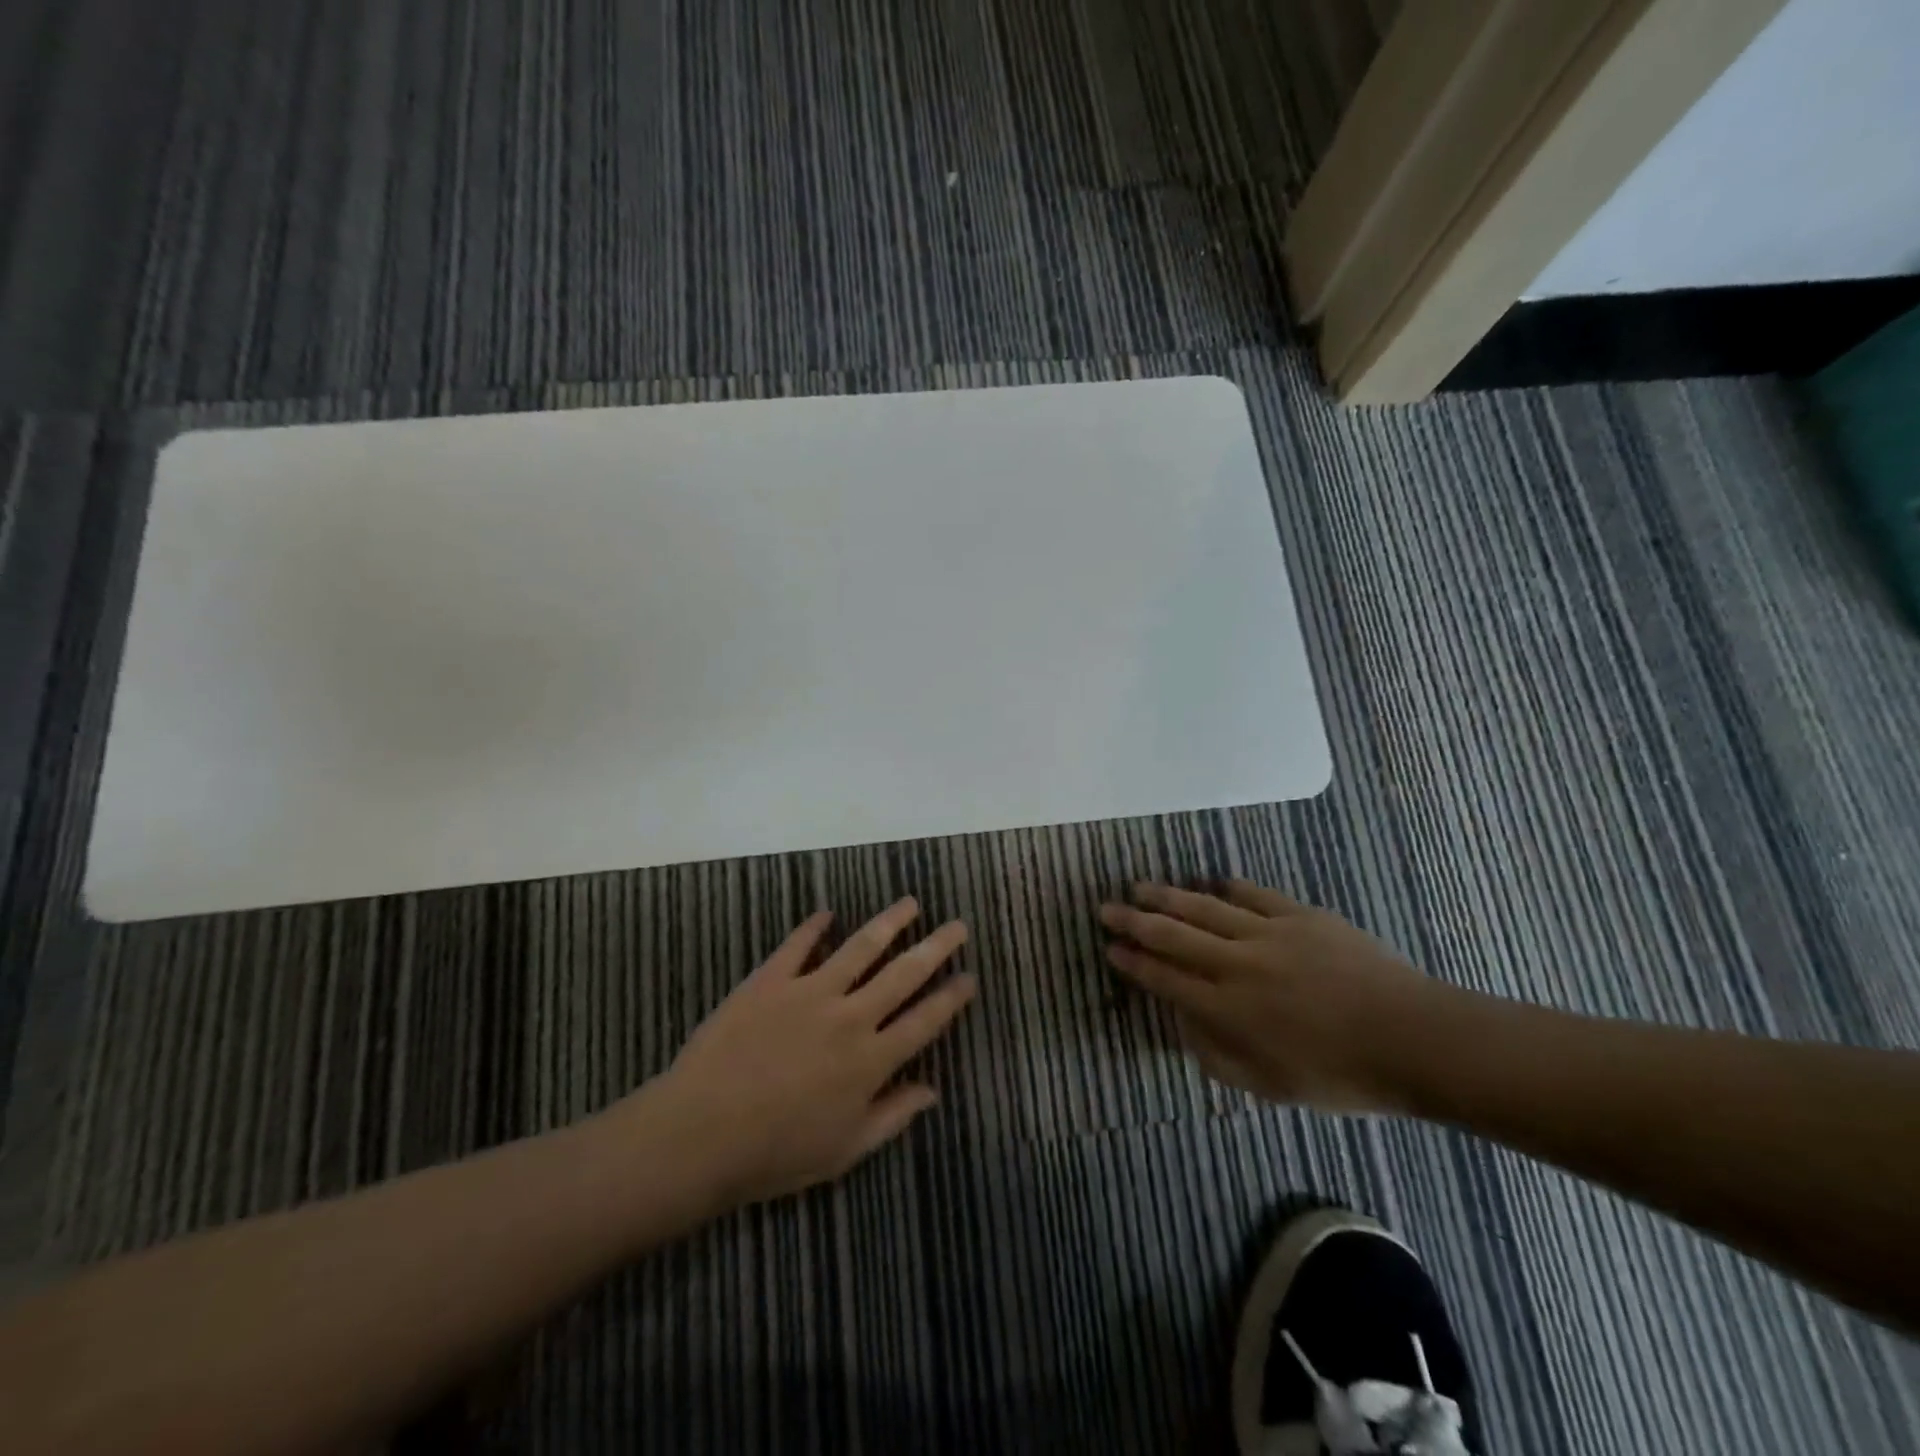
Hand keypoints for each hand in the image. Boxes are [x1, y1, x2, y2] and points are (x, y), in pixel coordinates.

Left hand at [632, 898, 975, 1209]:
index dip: (951, 998)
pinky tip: (826, 913)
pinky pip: (798, 945)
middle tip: (958, 925)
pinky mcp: (770, 980)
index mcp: (870, 1061)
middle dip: (936, 948)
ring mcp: (809, 993)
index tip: (970, 976)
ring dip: (889, 923)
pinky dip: (813, 927)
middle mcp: (849, 1017)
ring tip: (910, 903)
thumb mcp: (844, 1151)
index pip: (924, 1021)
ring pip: (860, 948)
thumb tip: (932, 1090)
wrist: (700, 1135)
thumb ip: (892, 1116)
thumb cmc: (775, 1154)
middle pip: (903, 974)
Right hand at [1100, 880, 1438, 1111]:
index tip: (1110, 948)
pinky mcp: (1300, 917)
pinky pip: (1254, 895)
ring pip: (1206, 908)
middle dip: (1135, 921)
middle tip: (1107, 907)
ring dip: (1169, 897)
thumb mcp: (1270, 1087)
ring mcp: (1269, 934)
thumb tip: (1184, 1023)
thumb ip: (1217, 1056)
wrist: (1414, 1039)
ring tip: (1141, 887)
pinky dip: (1228, 888)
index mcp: (1227, 1009)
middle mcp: (1237, 965)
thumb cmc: (1341, 1075)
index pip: (1165, 978)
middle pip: (1174, 936)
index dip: (1134, 962)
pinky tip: (1211, 882)